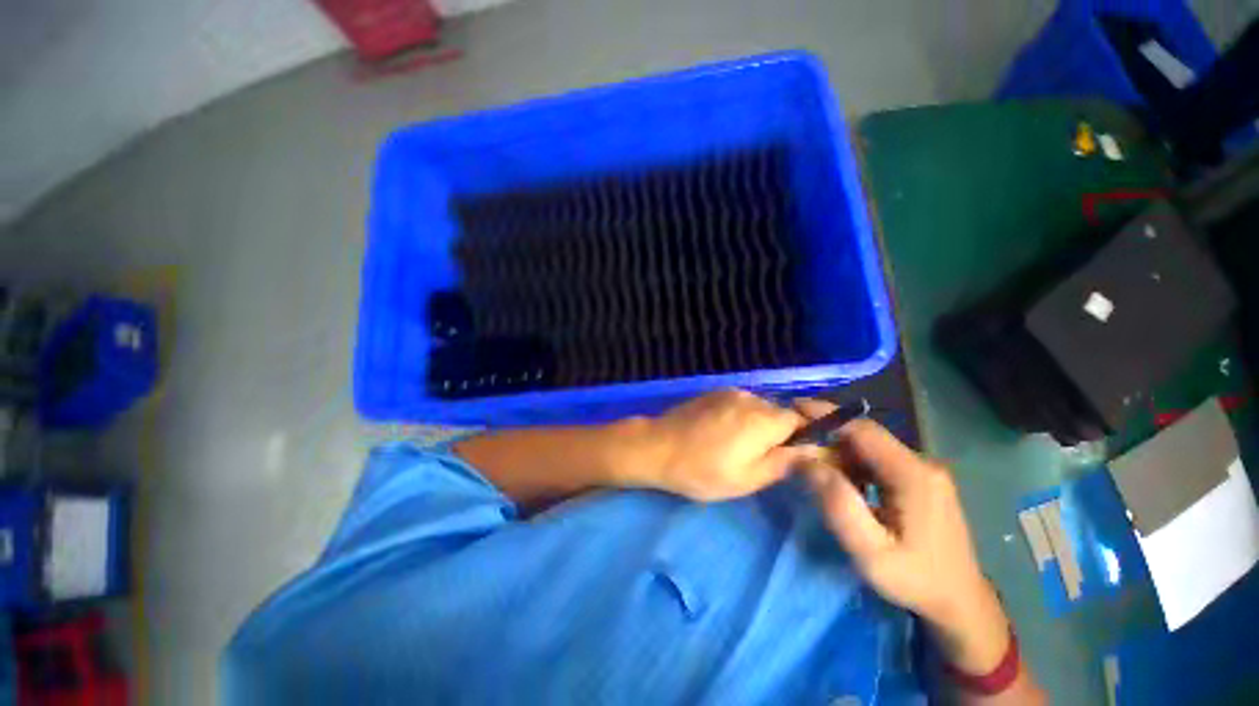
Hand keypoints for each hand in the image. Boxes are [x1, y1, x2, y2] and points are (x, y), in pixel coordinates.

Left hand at [633, 389, 815, 501]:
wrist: (657, 447)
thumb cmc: (702, 470)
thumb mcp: (747, 478)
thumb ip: (784, 462)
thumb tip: (814, 450)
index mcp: (763, 419)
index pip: (802, 420)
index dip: (802, 438)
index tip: (790, 457)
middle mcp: (750, 398)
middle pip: (779, 413)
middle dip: (778, 433)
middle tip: (758, 457)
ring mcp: (730, 392)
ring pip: (759, 408)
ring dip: (757, 425)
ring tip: (736, 446)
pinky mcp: (713, 392)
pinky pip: (739, 403)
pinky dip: (740, 417)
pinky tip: (721, 433)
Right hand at [797, 400, 1010, 674]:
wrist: (961, 603)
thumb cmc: (915, 579)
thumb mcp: (870, 552)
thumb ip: (838, 504)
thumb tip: (807, 461)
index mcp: (912, 474)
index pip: (862, 430)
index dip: (826, 415)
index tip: (794, 408)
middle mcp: (921, 464)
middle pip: (865, 436)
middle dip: (827, 435)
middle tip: (794, 442)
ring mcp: (924, 471)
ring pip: (870, 448)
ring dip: (838, 451)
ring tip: (810, 463)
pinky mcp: (921, 480)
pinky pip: (878, 460)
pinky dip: (852, 463)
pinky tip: (840, 481)